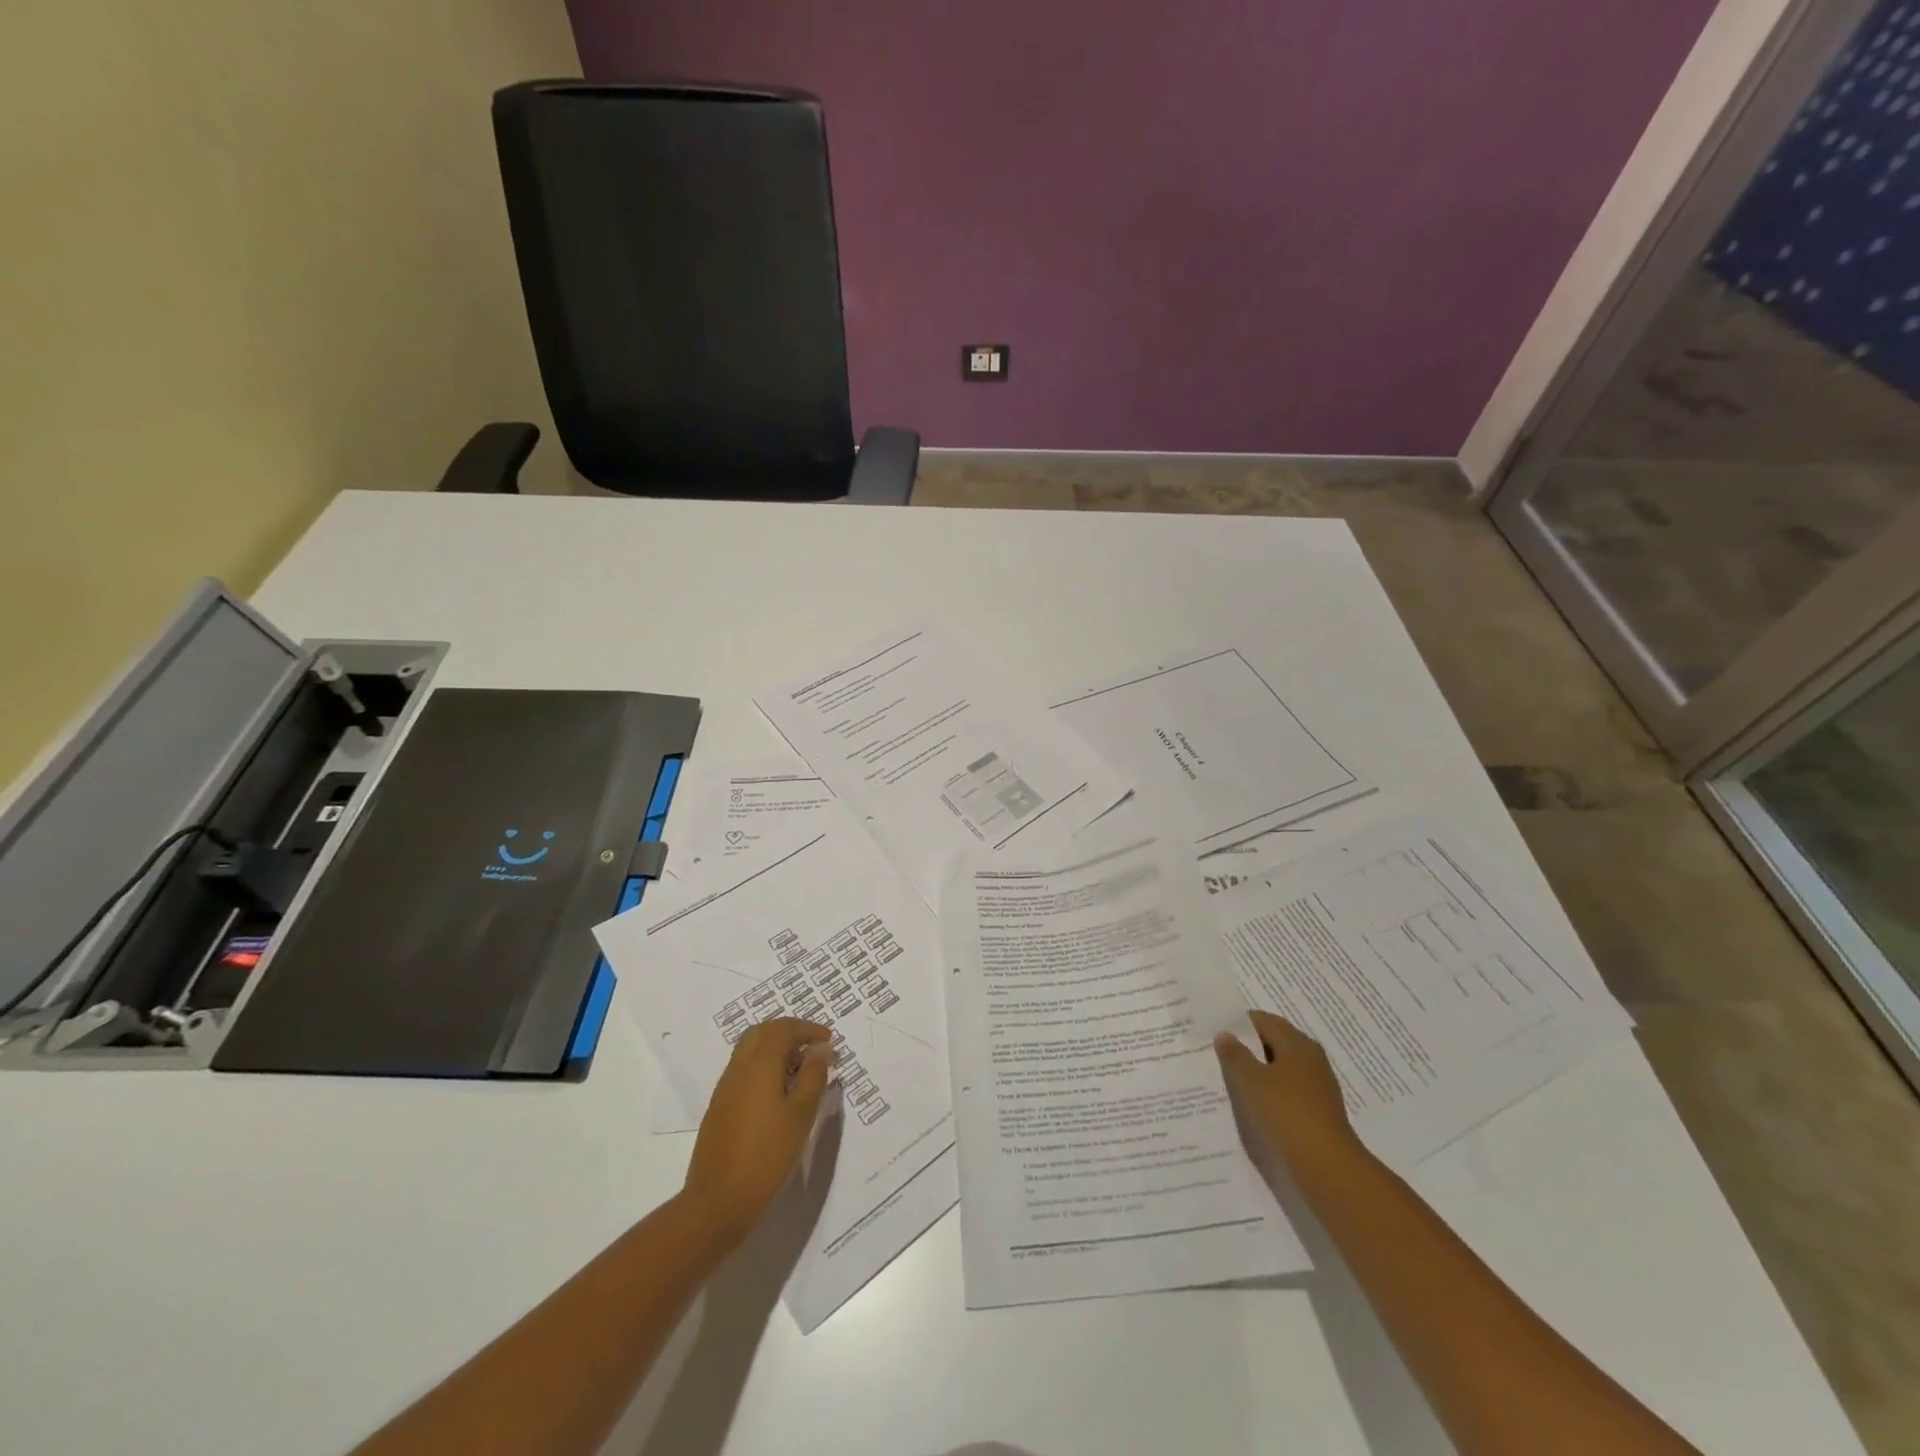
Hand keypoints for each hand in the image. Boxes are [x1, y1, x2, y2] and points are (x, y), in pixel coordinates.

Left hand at [683, 1018, 836, 1244]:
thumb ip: (814, 1076)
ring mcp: (725, 1087)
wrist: (718, 1201)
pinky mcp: (719, 1107)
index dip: (808, 1029)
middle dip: (790, 1032)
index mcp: (759, 1064)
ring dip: (776, 1049)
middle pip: (763, 1032)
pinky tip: (779, 1092)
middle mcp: (738, 1068)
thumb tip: (819, 1050)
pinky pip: (744, 1070)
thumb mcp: (801, 1115)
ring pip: (750, 1050)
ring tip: (800, 1069)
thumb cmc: (767, 1155)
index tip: (829, 1040)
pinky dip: (764, 1067)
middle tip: (814, 1048)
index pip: (783, 1028)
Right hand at [1215, 1010, 1356, 1165]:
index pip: (1263, 1021)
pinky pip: (1287, 1094)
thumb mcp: (1250, 1080)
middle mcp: (1311, 1060)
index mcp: (1297, 1043)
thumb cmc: (1286, 1112)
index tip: (1214, 1032)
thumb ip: (1235, 1055)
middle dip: (1247, 1049)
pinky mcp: (1317, 1113)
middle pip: (1273, 1044)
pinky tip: (1252, 1106)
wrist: (1327, 1168)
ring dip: (1257, 1074)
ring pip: (1280, 1071)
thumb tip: (1226, 1034)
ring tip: (1229, 1081)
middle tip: (1217, 1055)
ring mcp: (1317, 1088)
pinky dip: (1269, 1095)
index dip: (1238, 1024)